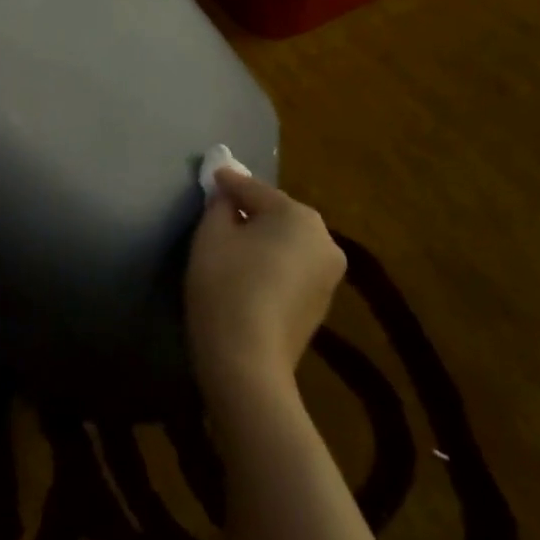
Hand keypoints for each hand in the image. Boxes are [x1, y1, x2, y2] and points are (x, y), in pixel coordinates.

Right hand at [186, 169, 346, 397]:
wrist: (247, 363)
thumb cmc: (225, 285)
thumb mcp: (211, 234)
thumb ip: (219, 205)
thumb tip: (227, 198)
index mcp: (299, 216)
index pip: (254, 190)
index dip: (227, 183)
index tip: (211, 176)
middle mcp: (324, 240)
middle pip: (276, 215)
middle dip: (249, 210)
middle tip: (219, 209)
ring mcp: (328, 275)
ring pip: (286, 243)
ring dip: (262, 238)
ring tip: (232, 242)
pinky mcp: (321, 304)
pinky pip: (291, 268)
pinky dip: (272, 263)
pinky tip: (248, 273)